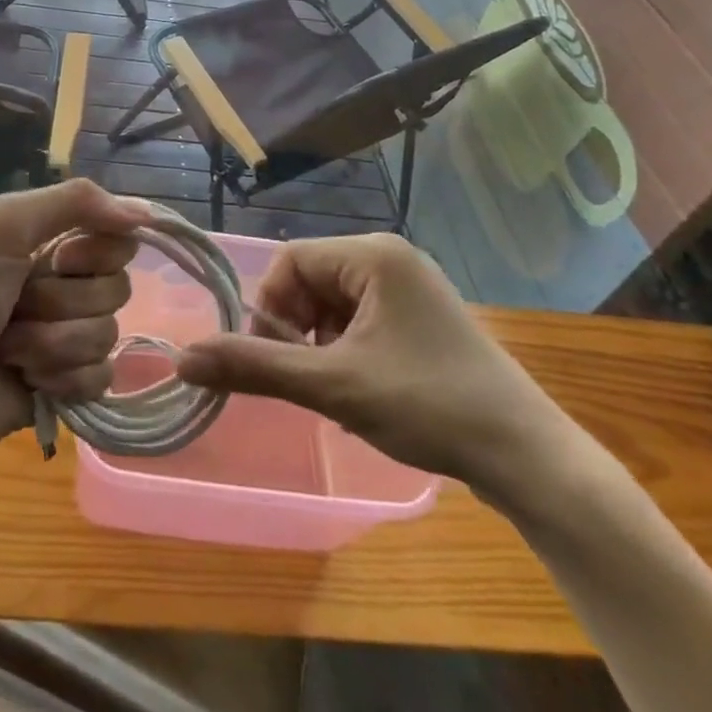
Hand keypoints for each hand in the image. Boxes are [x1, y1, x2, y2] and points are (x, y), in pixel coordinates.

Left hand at [0, 180, 151, 466]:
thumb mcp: (3, 227)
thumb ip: (74, 202)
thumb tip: (144, 211)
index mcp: (53, 243)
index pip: (120, 239)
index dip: (97, 253)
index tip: (60, 259)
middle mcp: (67, 285)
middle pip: (117, 289)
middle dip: (62, 304)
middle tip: (16, 308)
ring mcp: (68, 337)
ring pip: (108, 336)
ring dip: (52, 345)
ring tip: (8, 351)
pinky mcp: (68, 386)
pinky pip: (102, 379)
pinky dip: (63, 381)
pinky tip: (27, 382)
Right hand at [175, 232, 570, 498]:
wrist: (528, 458)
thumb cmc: (427, 405)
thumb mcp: (333, 385)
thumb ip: (255, 367)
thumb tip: (183, 358)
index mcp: (372, 254)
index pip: (291, 261)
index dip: (271, 307)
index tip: (275, 358)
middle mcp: (391, 257)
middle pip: (311, 279)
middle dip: (297, 328)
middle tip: (307, 377)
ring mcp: (411, 287)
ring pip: (334, 302)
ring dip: (320, 342)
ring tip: (338, 388)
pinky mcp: (422, 317)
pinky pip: (362, 317)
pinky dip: (347, 348)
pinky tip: (363, 388)